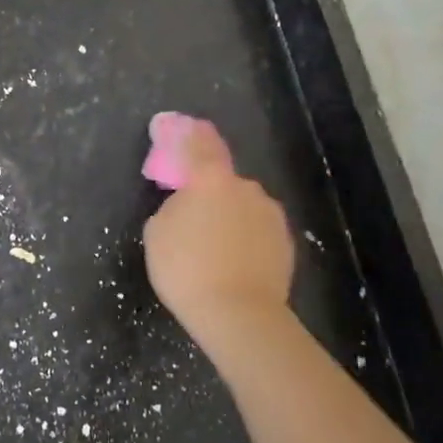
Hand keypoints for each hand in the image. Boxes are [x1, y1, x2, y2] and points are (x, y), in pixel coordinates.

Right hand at [142, 116, 296, 359]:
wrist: (239, 314)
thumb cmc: (187, 269)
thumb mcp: (157, 233)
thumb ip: (172, 207)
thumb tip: (187, 205)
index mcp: (210, 179)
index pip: (200, 145)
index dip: (190, 135)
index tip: (185, 127)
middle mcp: (245, 188)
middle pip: (224, 182)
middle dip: (211, 193)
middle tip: (195, 218)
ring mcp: (270, 215)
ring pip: (244, 207)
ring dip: (231, 218)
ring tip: (217, 249)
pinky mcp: (286, 243)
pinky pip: (259, 232)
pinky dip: (247, 240)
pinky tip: (235, 263)